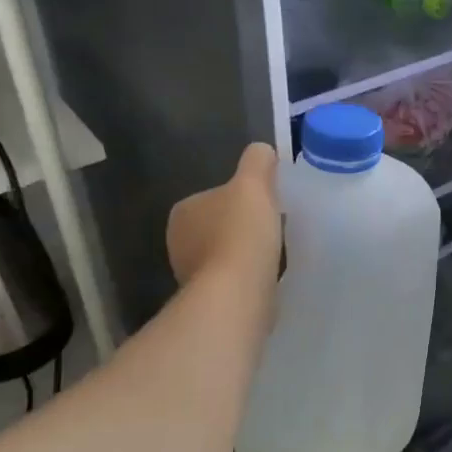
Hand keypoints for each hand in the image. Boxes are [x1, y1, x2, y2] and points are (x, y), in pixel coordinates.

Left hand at [167, 144, 280, 292]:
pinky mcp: (207, 299)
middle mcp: (178, 241)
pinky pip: (231, 280)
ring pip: (225, 254)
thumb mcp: (254, 185)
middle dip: (243, 228)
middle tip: (273, 228)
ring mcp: (190, 274)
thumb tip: (262, 151)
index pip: (215, 196)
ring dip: (245, 254)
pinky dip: (247, 277)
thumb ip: (257, 162)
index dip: (243, 199)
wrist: (237, 294)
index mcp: (183, 210)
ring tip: (273, 255)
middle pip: (220, 226)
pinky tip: (266, 277)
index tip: (268, 205)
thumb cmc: (242, 234)